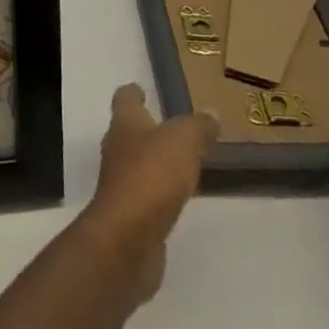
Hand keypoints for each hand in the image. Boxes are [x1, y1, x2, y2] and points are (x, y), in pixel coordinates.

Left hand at [81, 84, 217, 303]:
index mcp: (125, 123)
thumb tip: (211, 114)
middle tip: (174, 128)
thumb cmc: (151, 176)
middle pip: (130, 131)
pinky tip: (176, 198)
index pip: (125, 98)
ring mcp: (120, 183)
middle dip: (148, 128)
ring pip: (138, 163)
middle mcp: (117, 148)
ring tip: (181, 162)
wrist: (127, 239)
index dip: (133, 92)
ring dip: (155, 161)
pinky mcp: (129, 215)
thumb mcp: (183, 141)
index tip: (142, 89)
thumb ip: (198, 127)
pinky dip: (159, 192)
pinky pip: (146, 195)